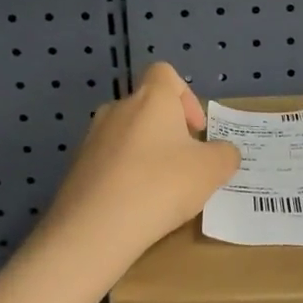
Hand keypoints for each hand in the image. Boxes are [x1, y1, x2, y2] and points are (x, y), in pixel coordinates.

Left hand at [37, 63, 239, 270]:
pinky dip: (124, 176)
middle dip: (168, 131)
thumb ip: (225, 155)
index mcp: (151, 98)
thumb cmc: (161, 185)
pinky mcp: (77, 168)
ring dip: (146, 154)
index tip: (195, 129)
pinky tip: (135, 206)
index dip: (185, 95)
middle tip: (184, 164)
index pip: (164, 73)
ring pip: (127, 136)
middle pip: (147, 107)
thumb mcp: (211, 170)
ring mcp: (92, 138)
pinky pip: (109, 162)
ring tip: (160, 190)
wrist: (94, 229)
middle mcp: (118, 109)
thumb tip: (223, 152)